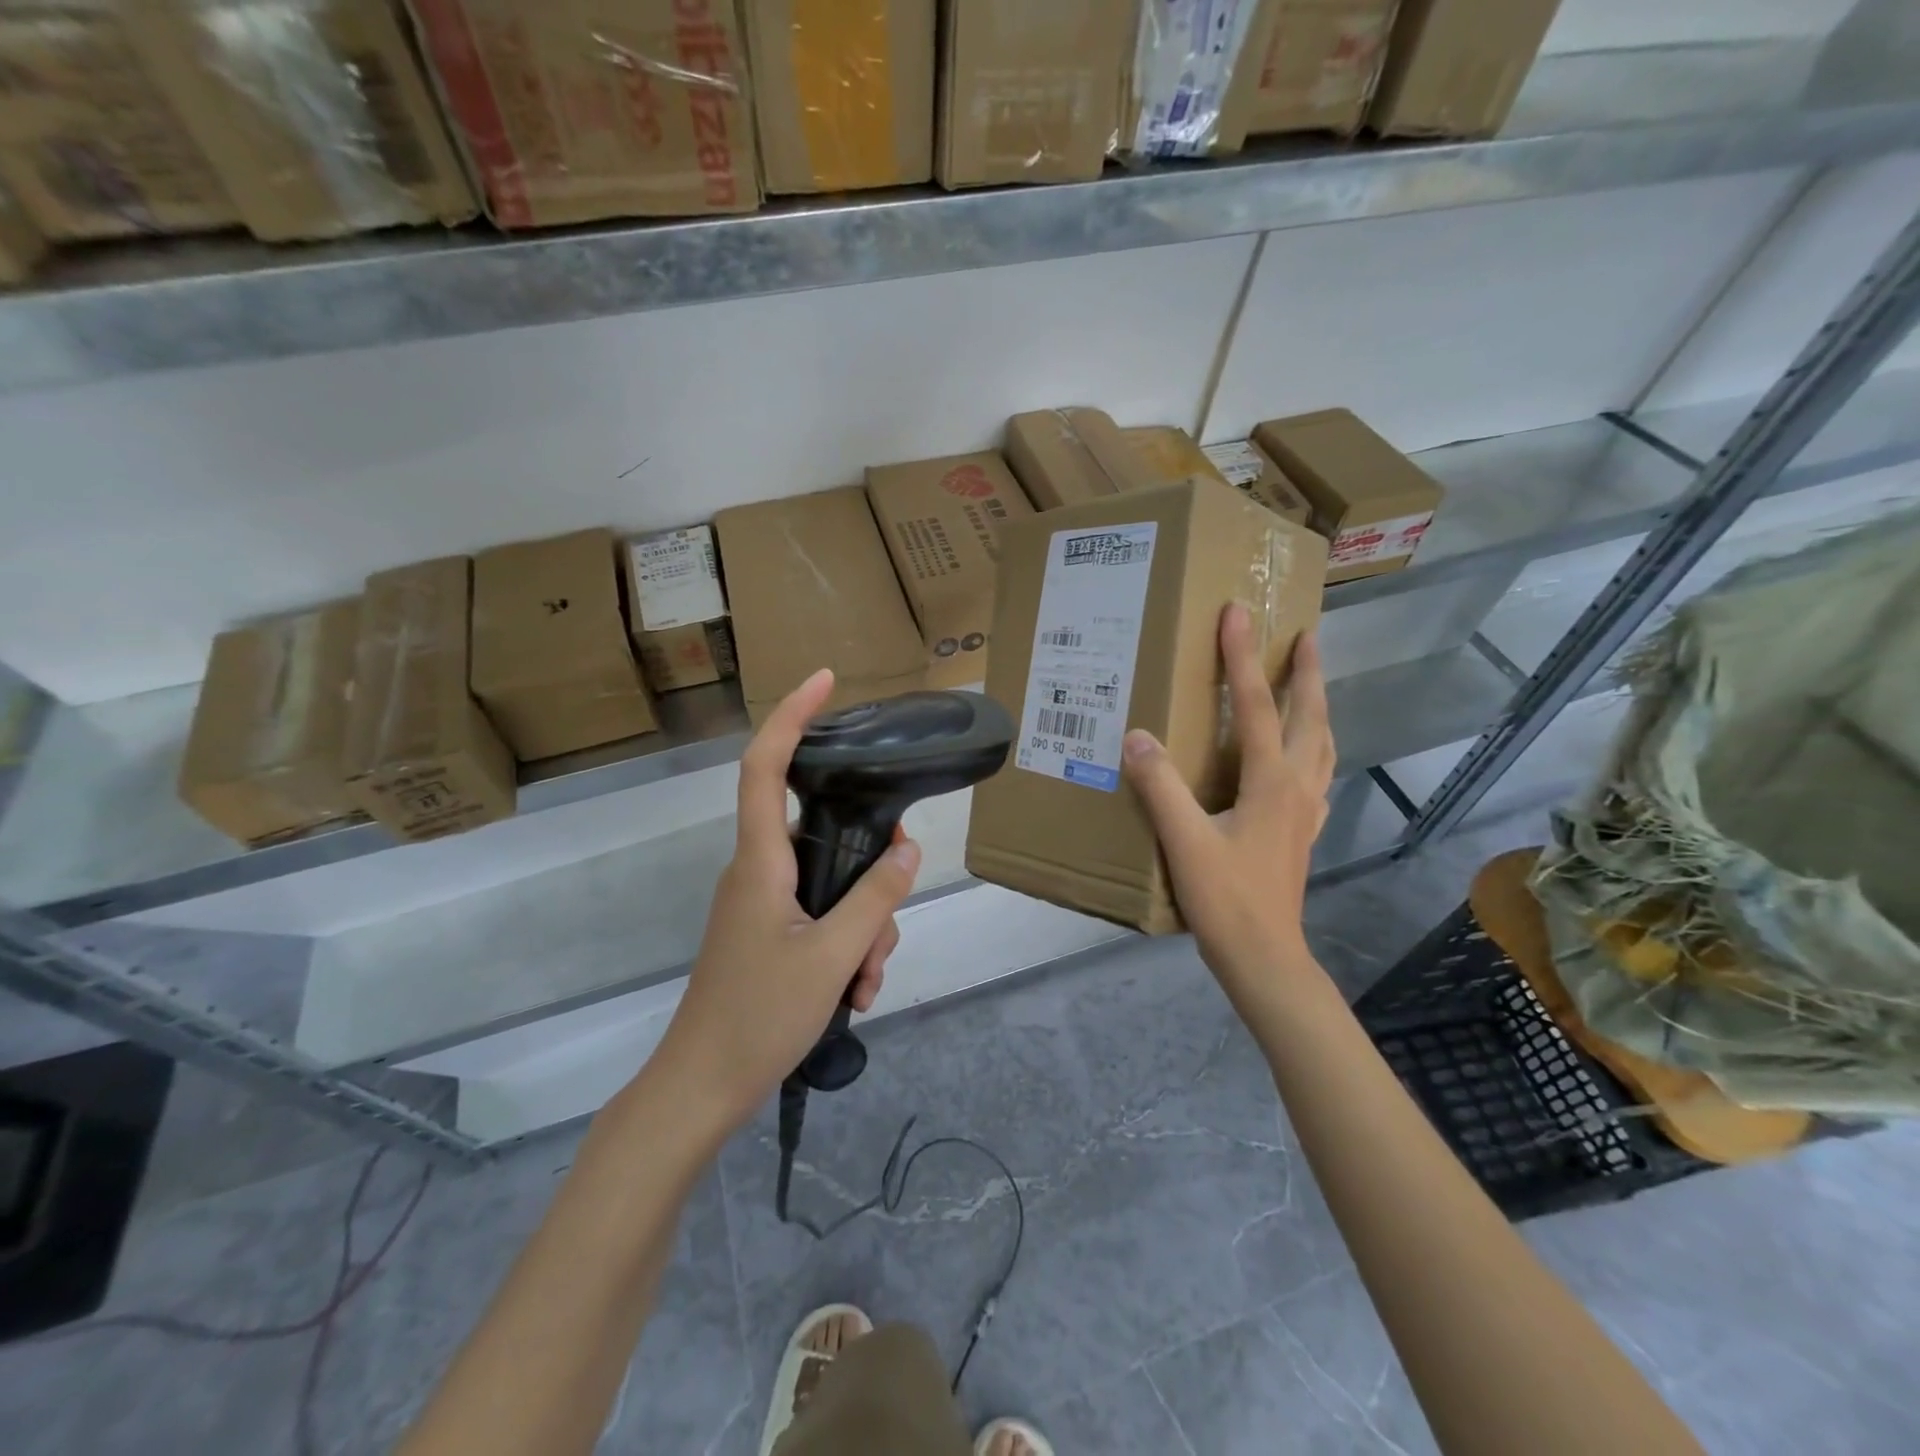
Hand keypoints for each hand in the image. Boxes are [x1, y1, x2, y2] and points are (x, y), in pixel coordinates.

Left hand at [653, 668, 920, 1131]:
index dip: (791, 716)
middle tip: (877, 941)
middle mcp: (759, 872)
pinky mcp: (769, 934)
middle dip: (868, 882)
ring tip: (863, 985)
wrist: (701, 1090)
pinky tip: (854, 994)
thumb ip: (874, 898)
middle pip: (825, 839)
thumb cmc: (757, 1018)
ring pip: (833, 886)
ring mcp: (763, 905)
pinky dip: (846, 948)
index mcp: (761, 862)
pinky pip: (821, 918)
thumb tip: (906, 848)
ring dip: (862, 930)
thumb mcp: (833, 957)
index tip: (824, 681)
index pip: (765, 766)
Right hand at [1121, 605, 1334, 1008]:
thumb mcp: (1184, 841)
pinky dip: (1314, 746)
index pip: (1255, 705)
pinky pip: (1316, 772)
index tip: (1236, 614)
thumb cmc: (1226, 899)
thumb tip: (1136, 735)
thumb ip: (1161, 786)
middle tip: (1304, 635)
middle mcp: (1297, 786)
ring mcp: (1306, 810)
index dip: (1241, 658)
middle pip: (1309, 716)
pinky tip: (1303, 754)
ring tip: (1308, 683)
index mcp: (1271, 781)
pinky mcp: (1302, 831)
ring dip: (1316, 705)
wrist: (1265, 957)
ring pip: (1321, 743)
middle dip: (1306, 672)